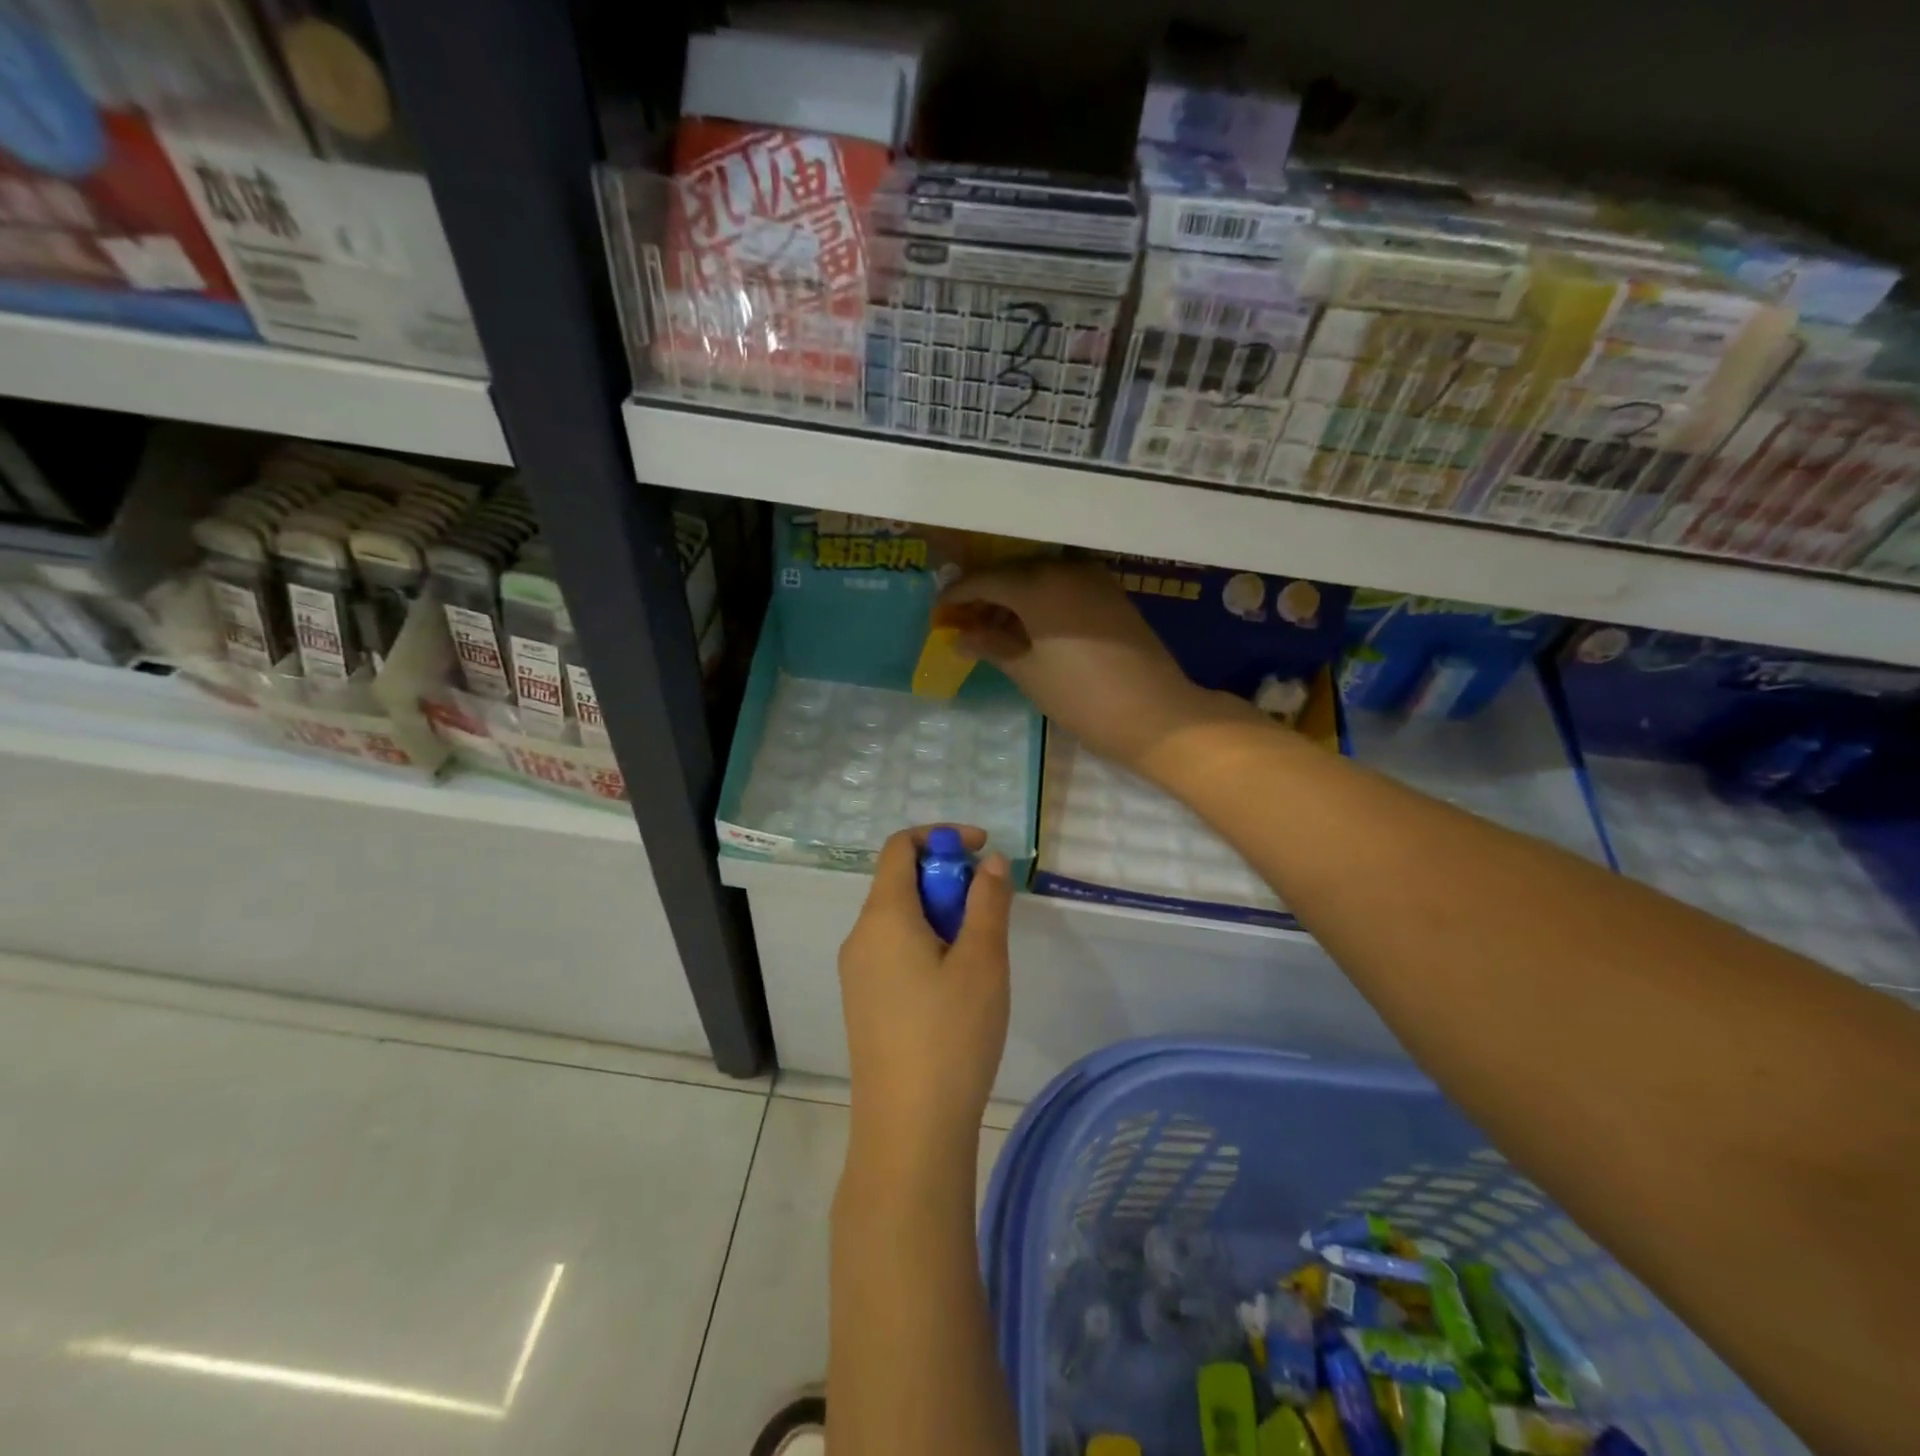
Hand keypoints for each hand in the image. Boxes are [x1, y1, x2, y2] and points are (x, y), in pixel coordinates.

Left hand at [839, 827, 1013, 1163]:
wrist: (908, 1130)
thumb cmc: (950, 1036)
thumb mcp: (982, 961)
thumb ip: (987, 902)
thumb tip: (988, 861)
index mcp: (883, 916)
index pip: (900, 846)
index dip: (941, 836)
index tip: (983, 850)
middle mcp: (860, 936)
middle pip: (899, 881)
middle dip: (947, 879)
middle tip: (988, 910)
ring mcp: (856, 972)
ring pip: (899, 918)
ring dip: (940, 914)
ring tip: (978, 952)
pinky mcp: (863, 1002)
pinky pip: (893, 949)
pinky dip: (925, 942)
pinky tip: (955, 984)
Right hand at [937, 559, 1257, 776]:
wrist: (1156, 713)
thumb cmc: (1082, 697)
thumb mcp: (1028, 672)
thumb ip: (991, 646)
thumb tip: (959, 638)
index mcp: (1038, 584)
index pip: (985, 581)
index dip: (957, 596)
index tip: (938, 614)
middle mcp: (1065, 569)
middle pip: (1012, 574)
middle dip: (984, 596)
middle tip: (962, 623)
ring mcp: (1093, 579)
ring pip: (1040, 579)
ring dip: (1013, 599)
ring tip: (992, 630)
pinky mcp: (1111, 594)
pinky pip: (1064, 587)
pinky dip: (1041, 602)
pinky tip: (1030, 628)